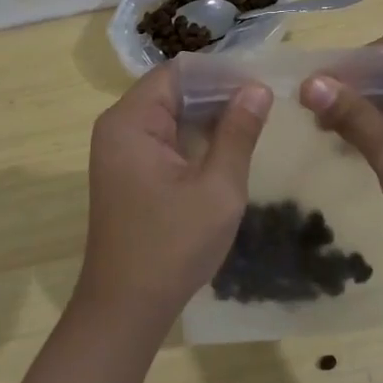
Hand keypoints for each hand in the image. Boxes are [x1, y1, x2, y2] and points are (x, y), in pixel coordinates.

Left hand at [78, 65, 271, 333]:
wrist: (126, 309)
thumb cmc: (172, 246)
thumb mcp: (218, 188)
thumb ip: (238, 133)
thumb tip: (257, 88)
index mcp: (131, 121)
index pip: (179, 73)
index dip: (221, 73)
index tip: (261, 82)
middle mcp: (118, 127)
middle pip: (172, 90)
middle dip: (218, 93)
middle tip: (265, 101)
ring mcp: (120, 150)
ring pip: (170, 114)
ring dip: (208, 117)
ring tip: (254, 120)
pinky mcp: (127, 172)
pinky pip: (164, 138)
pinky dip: (194, 138)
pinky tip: (226, 147)